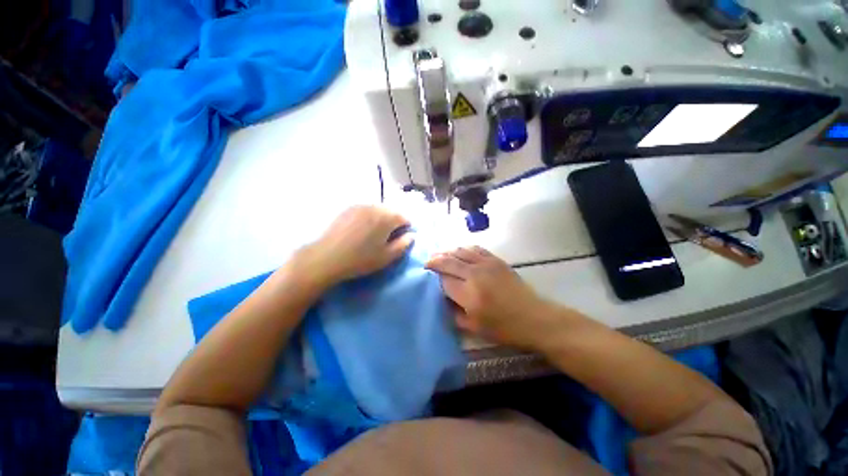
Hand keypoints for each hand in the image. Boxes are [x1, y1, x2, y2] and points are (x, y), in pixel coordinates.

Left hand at [298, 206, 413, 287]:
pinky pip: (365, 210)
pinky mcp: (348, 209)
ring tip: (374, 234)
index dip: (406, 229)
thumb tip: (412, 235)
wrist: (327, 257)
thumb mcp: (387, 256)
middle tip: (387, 238)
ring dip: (381, 219)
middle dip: (394, 223)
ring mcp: (360, 206)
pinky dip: (369, 217)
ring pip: (378, 210)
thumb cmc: (361, 259)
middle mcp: (375, 207)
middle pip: (391, 212)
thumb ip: (404, 244)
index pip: (404, 218)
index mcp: (387, 217)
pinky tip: (361, 230)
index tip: (401, 240)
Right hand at [426, 247, 568, 350]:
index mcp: (469, 295)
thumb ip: (453, 313)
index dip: (434, 278)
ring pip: (460, 251)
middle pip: (448, 262)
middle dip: (434, 260)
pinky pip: (475, 248)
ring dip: (446, 252)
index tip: (427, 277)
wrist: (533, 317)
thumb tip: (441, 299)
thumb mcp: (474, 328)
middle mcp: (475, 275)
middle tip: (427, 262)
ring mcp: (486, 264)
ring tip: (439, 255)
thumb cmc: (504, 328)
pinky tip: (458, 251)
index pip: (443, 280)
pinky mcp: (496, 260)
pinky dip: (463, 248)